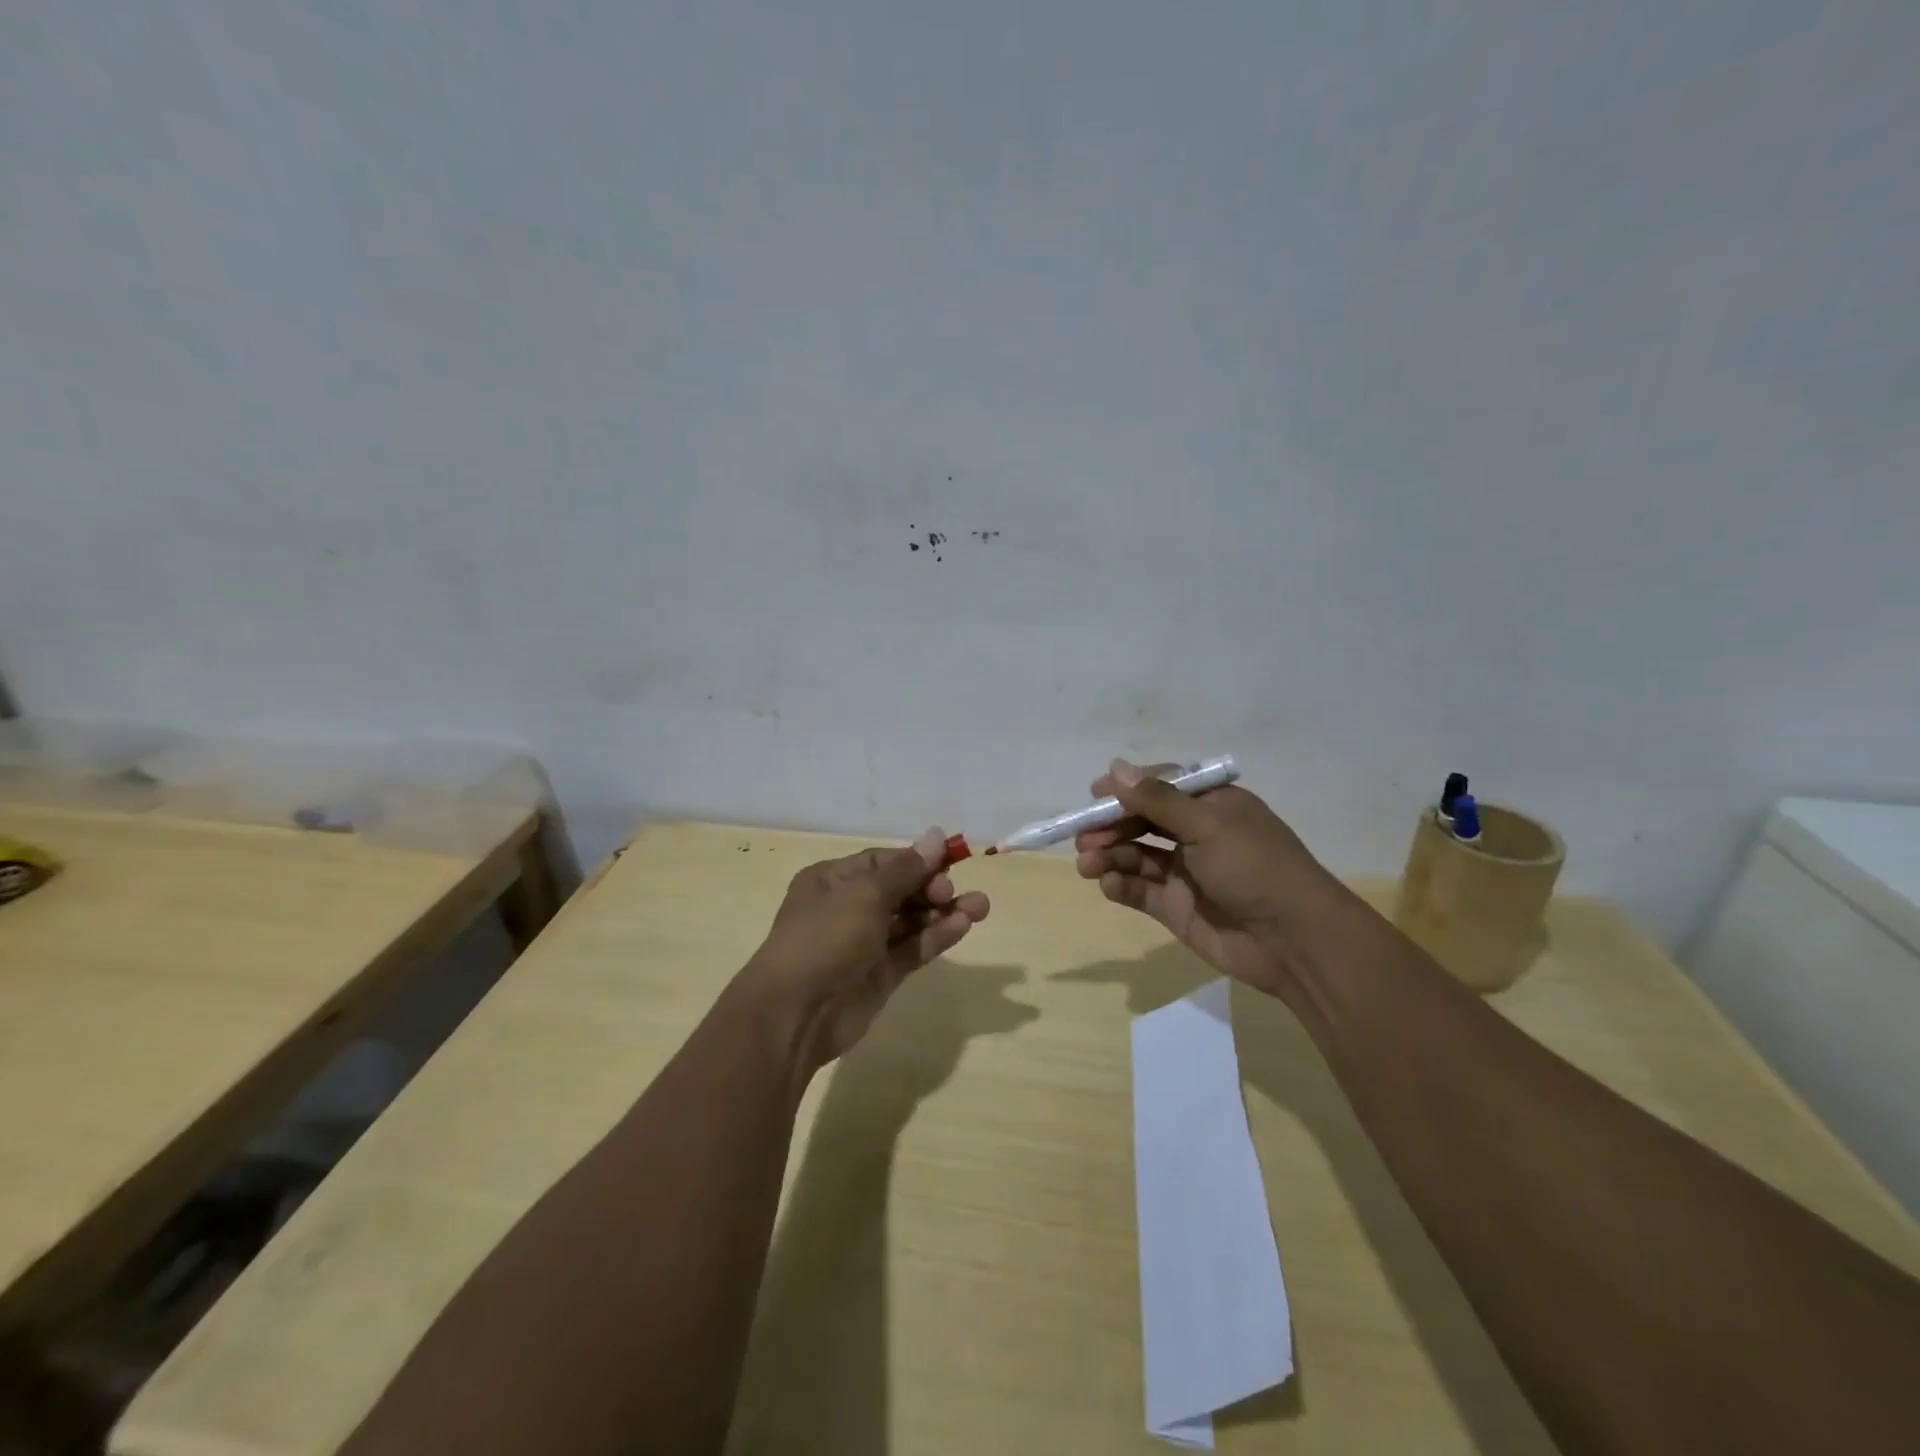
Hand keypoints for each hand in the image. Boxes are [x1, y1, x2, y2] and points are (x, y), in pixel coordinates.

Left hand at [738, 828, 990, 1071]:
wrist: (795, 1014)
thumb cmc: (825, 938)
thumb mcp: (865, 895)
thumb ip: (906, 870)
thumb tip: (937, 836)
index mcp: (832, 881)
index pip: (882, 863)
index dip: (916, 861)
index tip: (951, 861)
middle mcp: (847, 909)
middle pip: (899, 891)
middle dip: (932, 888)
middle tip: (955, 891)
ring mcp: (863, 944)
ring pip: (909, 921)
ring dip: (942, 913)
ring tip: (980, 907)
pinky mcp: (879, 976)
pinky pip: (911, 949)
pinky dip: (935, 937)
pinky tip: (963, 926)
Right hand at [1074, 759, 1349, 999]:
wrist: (1293, 941)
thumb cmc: (1254, 867)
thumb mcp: (1207, 824)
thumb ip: (1157, 799)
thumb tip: (1115, 767)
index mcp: (1211, 805)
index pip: (1160, 786)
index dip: (1126, 789)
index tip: (1094, 794)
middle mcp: (1196, 834)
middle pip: (1141, 821)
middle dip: (1110, 826)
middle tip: (1083, 837)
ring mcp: (1184, 872)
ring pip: (1134, 855)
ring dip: (1108, 855)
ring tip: (1087, 863)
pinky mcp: (1175, 907)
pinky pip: (1139, 889)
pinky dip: (1120, 884)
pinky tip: (1109, 885)